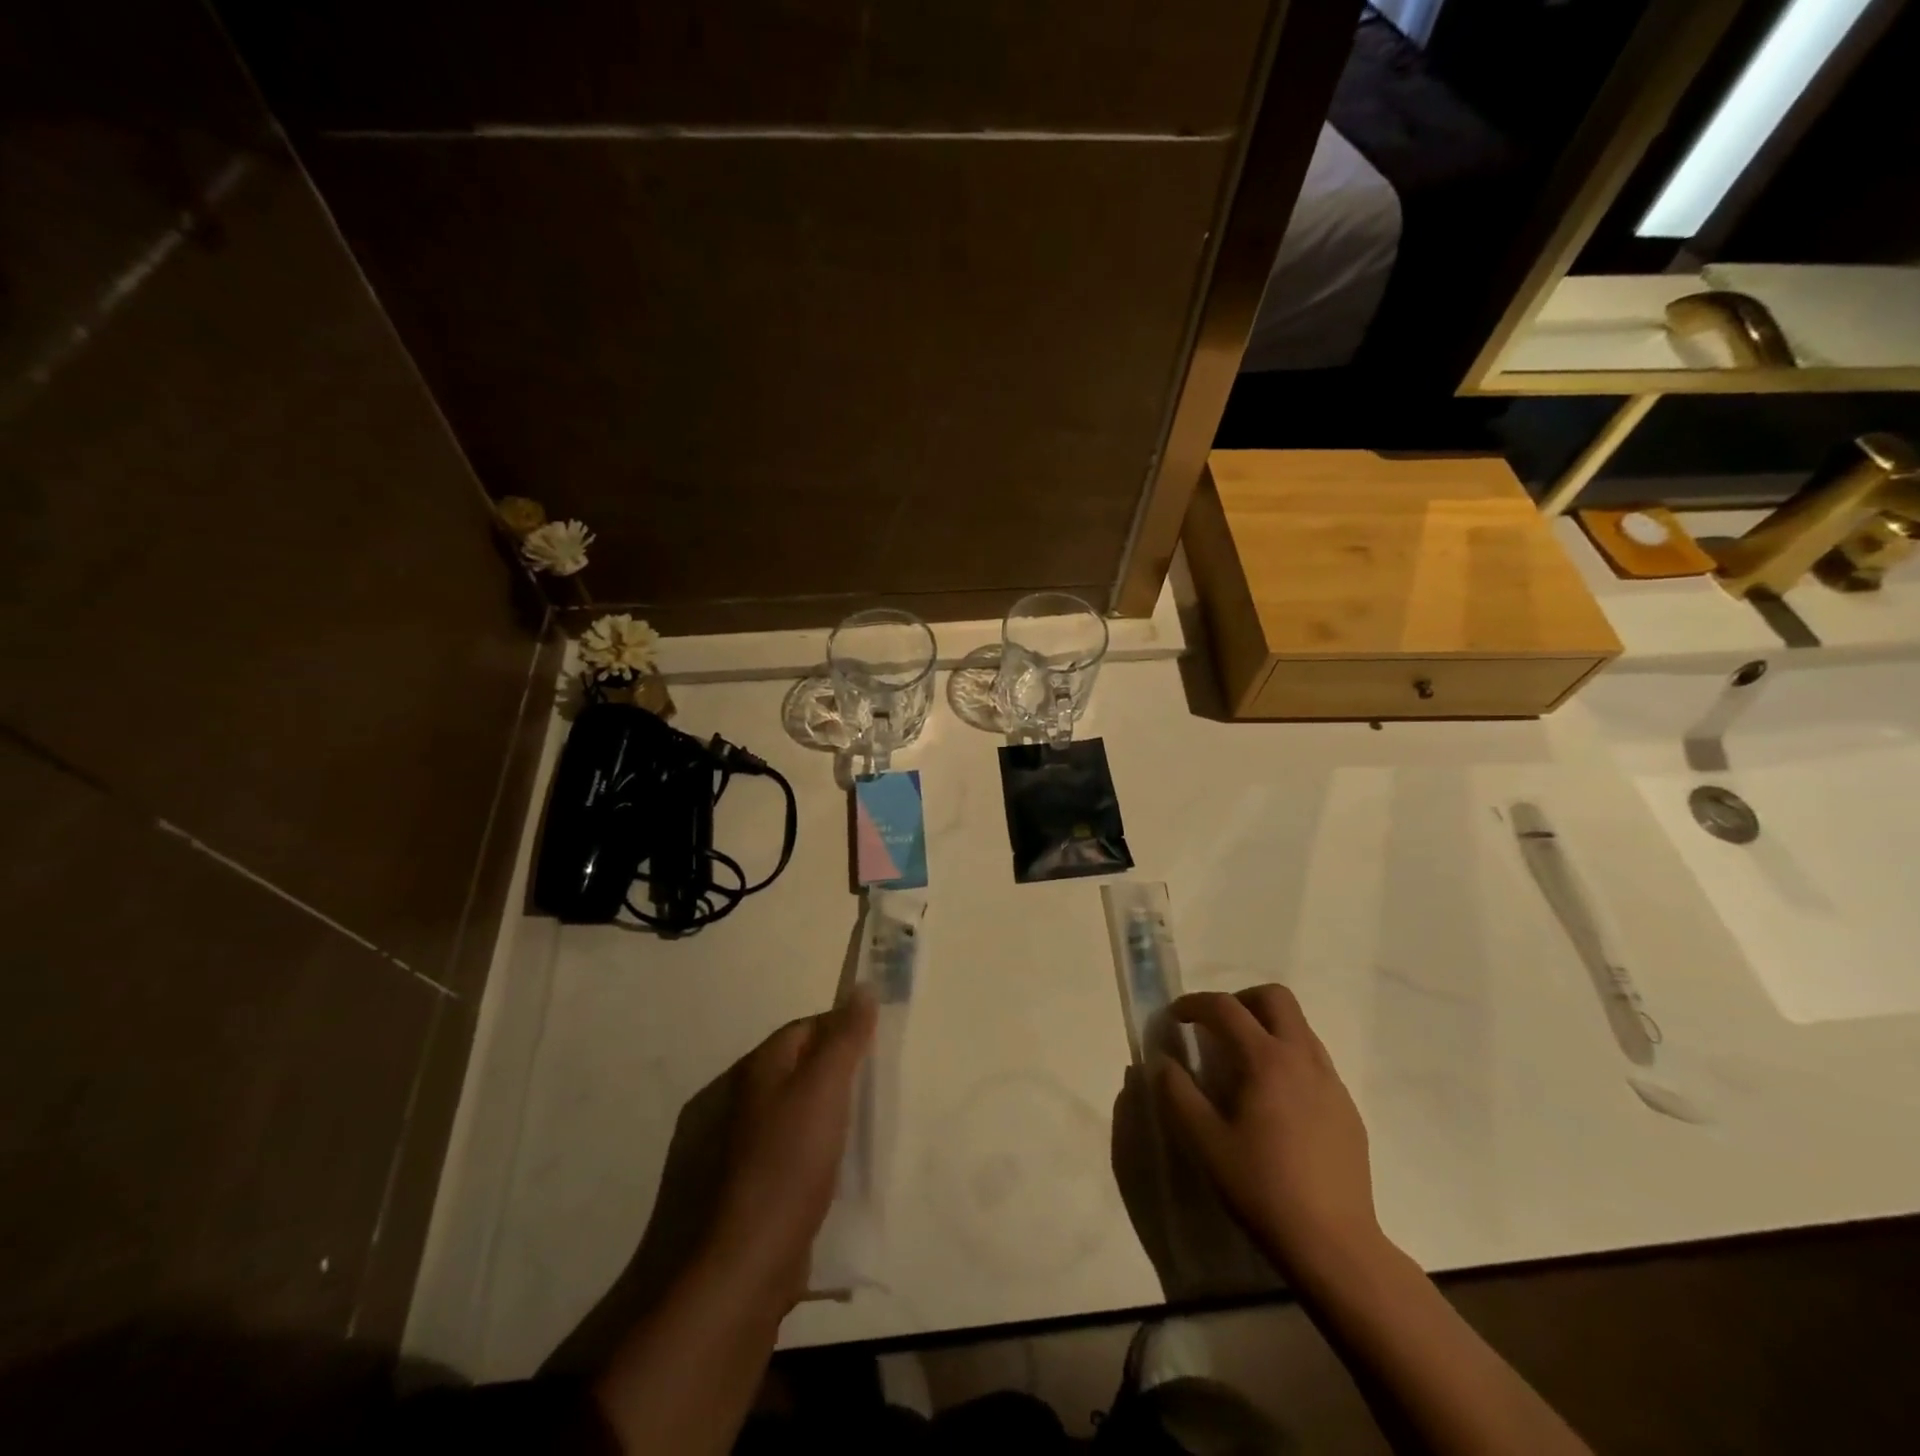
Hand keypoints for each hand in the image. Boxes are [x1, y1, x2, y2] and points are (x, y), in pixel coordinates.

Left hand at [710, 990, 877, 1304]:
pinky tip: (845, 1166)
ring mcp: (749, 1146)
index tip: (878, 1043)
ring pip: (802, 1110)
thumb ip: (845, 1038)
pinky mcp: (758, 1184)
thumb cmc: (788, 1163)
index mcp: (760, 1069)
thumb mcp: (825, 1090)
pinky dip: (823, 1149)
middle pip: (803, 1067)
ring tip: (870, 1124)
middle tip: (880, 1084)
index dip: (842, 1027)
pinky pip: (798, 1149)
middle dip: (841, 1070)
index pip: (806, 1028)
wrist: (747, 1262)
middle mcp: (749, 1100)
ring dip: (833, 1111)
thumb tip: (862, 987)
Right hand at [1157, 985, 1381, 1278]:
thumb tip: (1162, 1061)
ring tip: (1243, 1064)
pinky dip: (1288, 1058)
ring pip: (1299, 1026)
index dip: (1194, 1004)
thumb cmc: (1262, 1189)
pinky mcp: (1347, 1108)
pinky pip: (1314, 1060)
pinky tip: (1275, 1101)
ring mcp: (1331, 1082)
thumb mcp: (1204, 1142)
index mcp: (1267, 1060)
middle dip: (1240, 1001)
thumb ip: (1177, 1093)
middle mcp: (1303, 1058)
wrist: (1334, 1245)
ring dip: (1267, 1027)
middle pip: (1275, 997)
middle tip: (1217, 1029)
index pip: (1225, 1008)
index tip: (1175, 1017)